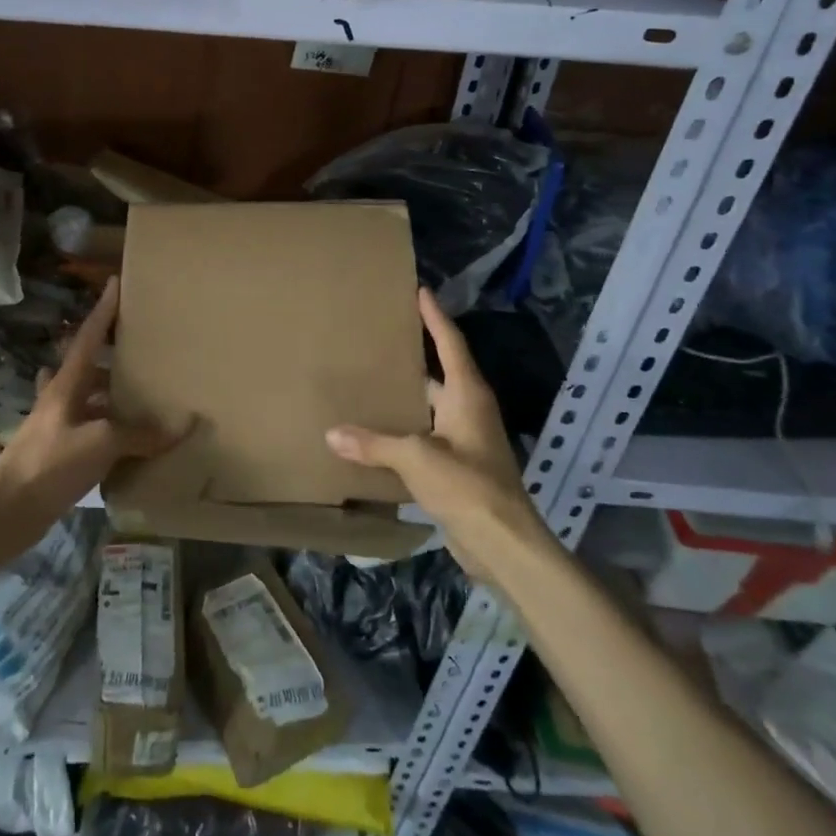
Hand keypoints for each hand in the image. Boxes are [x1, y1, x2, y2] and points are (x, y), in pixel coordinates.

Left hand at [0, 278, 185, 548]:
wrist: (7, 510)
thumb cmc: (50, 462)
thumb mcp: (101, 442)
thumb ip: (141, 433)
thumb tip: (185, 424)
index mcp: (67, 384)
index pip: (88, 336)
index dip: (103, 310)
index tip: (115, 281)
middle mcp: (60, 397)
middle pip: (85, 364)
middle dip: (107, 351)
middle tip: (137, 343)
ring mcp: (57, 425)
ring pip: (87, 397)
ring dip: (107, 391)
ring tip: (139, 388)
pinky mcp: (58, 451)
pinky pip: (90, 429)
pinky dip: (108, 428)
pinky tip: (126, 438)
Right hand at [325, 288, 552, 574]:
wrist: (503, 544)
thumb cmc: (467, 486)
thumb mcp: (416, 458)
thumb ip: (373, 444)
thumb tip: (331, 434)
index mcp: (467, 395)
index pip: (450, 344)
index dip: (435, 317)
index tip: (420, 291)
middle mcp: (469, 411)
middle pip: (440, 374)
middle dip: (415, 356)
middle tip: (380, 338)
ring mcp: (465, 441)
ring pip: (430, 408)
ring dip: (406, 397)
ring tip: (370, 382)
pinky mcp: (458, 468)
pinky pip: (426, 437)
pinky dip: (404, 430)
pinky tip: (376, 433)